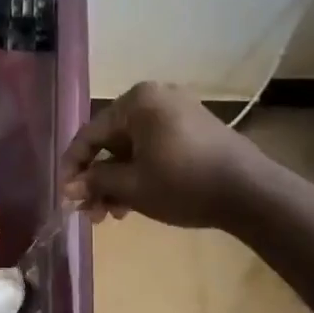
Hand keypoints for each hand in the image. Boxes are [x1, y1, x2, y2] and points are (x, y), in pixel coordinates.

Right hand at [60, 82, 265, 229]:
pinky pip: (154, 148)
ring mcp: (178, 111)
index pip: (90, 134)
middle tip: (91, 214)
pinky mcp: (194, 128)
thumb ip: (96, 182)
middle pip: (111, 142)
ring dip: (118, 181)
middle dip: (98, 180)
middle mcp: (156, 97)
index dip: (73, 167)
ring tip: (114, 215)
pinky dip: (140, 173)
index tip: (64, 196)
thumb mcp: (132, 186)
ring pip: (132, 149)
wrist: (249, 192)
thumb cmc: (183, 183)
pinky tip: (135, 202)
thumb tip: (68, 187)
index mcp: (136, 101)